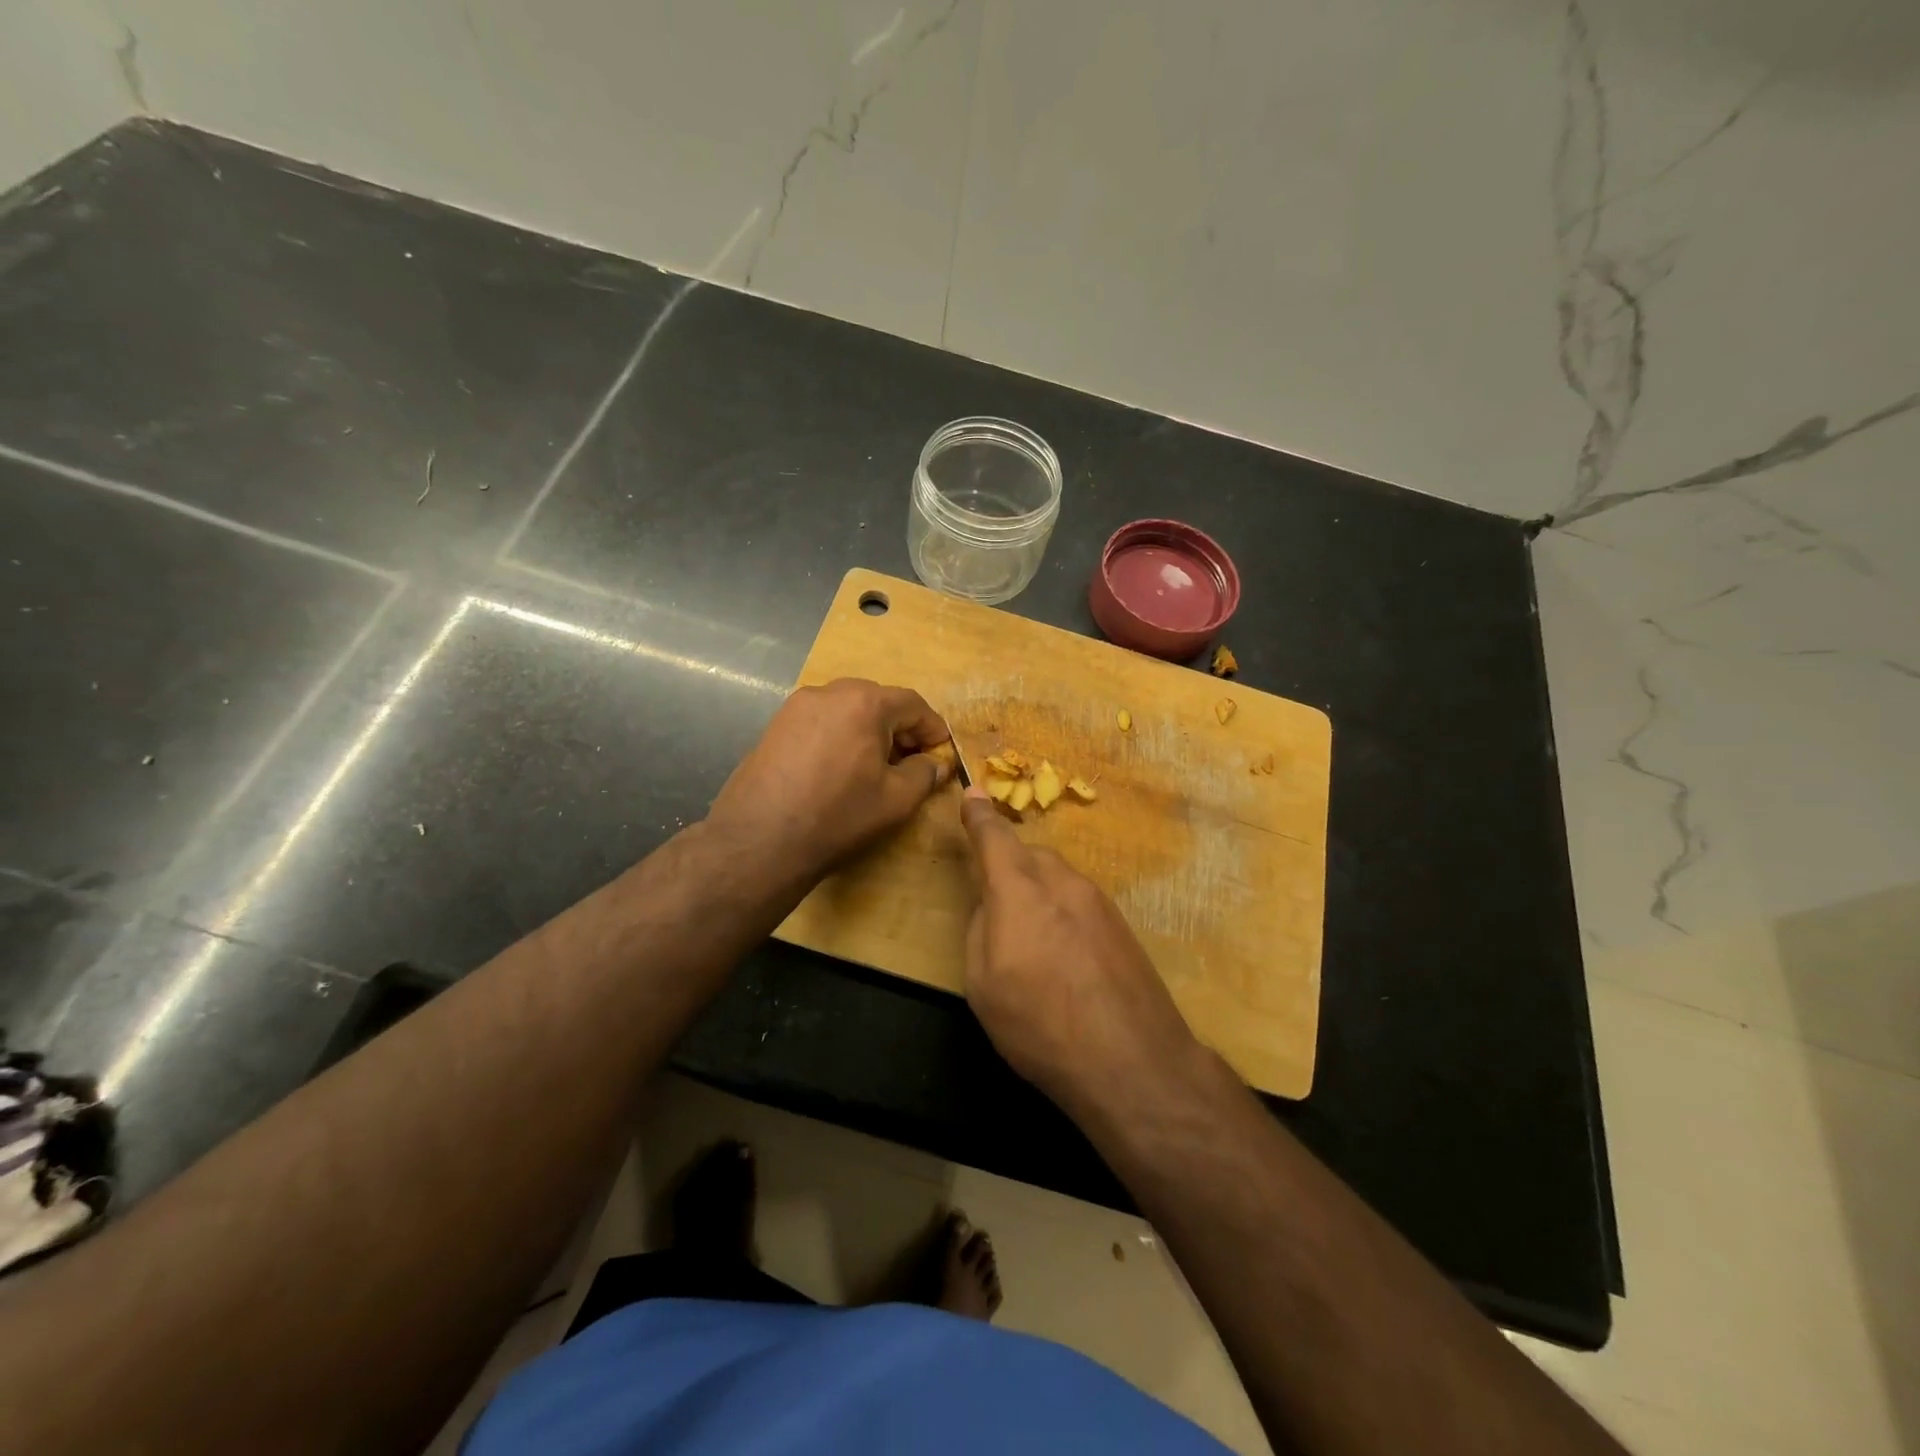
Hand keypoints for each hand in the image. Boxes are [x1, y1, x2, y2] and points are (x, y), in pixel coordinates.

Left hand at [706, 679, 951, 886]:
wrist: (760, 839)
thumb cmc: (838, 816)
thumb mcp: (895, 800)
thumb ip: (924, 774)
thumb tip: (936, 763)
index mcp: (864, 702)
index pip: (912, 704)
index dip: (933, 727)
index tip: (942, 751)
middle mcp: (829, 692)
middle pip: (878, 700)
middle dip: (900, 727)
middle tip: (911, 759)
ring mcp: (796, 706)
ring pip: (847, 708)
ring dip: (869, 730)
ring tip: (875, 765)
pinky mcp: (775, 725)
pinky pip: (821, 720)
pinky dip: (840, 734)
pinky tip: (840, 767)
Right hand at [958, 791, 1207, 1125]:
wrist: (1132, 1061)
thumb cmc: (1040, 1025)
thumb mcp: (983, 984)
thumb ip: (980, 929)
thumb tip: (992, 906)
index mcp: (1020, 890)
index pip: (994, 838)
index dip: (979, 816)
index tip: (972, 794)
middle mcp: (1062, 883)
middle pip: (1030, 857)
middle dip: (1010, 869)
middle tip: (998, 910)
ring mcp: (1099, 902)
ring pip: (1058, 879)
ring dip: (1040, 894)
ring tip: (1035, 945)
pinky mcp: (1123, 925)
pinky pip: (1081, 902)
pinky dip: (1064, 914)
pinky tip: (1067, 960)